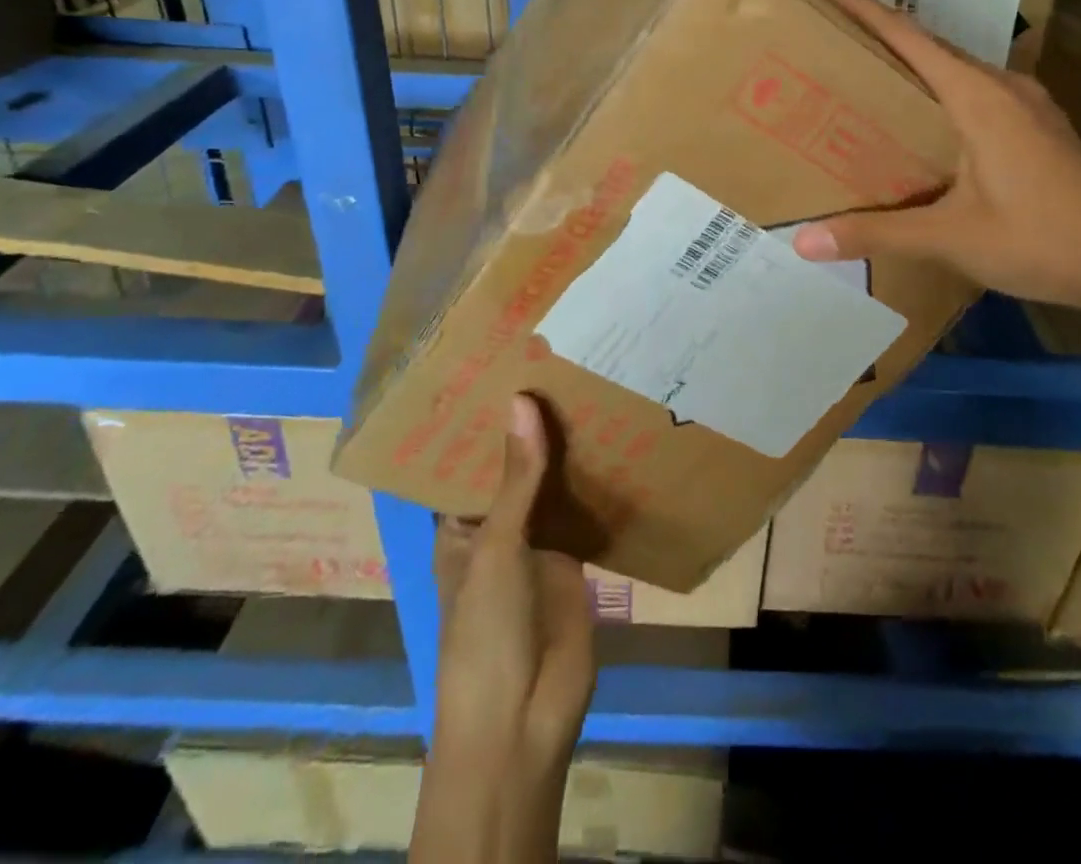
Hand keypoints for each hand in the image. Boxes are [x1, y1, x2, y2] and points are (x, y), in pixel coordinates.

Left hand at [431, 393, 595, 767]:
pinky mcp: (575, 557)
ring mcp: (539, 542)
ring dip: (570, 450)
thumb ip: (517, 478)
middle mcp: (498, 527)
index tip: (510, 365)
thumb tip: (522, 400)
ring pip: (554, 486)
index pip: (471, 461)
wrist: (524, 719)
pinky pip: (586, 510)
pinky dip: (600, 481)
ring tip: (593, 385)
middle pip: (518, 468)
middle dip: (535, 428)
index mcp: (461, 526)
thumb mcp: (496, 548)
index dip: (487, 420)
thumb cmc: (486, 631)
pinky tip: (620, 438)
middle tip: (563, 361)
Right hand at [791, 0, 1080, 323]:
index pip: (908, 36)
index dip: (862, 7)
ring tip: (870, 79)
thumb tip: (804, 243)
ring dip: (915, 67)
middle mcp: (1004, 87)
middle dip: (881, 37)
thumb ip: (875, 233)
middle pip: (931, 47)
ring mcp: (1029, 106)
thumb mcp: (949, 238)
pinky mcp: (1041, 128)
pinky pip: (979, 94)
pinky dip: (942, 94)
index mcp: (978, 97)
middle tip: (832, 40)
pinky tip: (927, 124)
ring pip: (958, 71)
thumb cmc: (1039, 241)